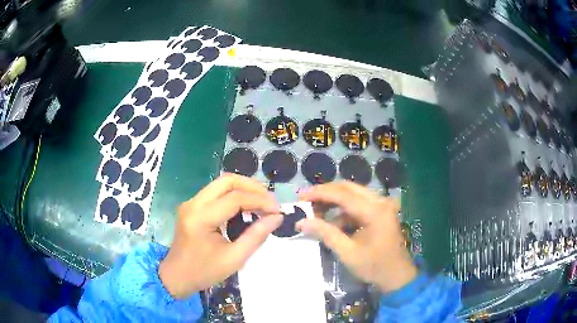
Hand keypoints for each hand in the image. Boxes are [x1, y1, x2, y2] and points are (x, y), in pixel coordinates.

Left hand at [159, 173, 282, 298]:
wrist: (177, 276)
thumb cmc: (204, 272)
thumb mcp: (234, 259)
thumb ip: (256, 236)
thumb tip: (277, 217)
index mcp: (201, 218)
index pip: (235, 198)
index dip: (260, 200)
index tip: (278, 210)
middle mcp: (193, 204)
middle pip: (227, 181)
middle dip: (252, 187)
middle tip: (270, 201)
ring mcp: (191, 203)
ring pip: (221, 183)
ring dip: (244, 188)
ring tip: (262, 202)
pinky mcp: (192, 206)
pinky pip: (216, 192)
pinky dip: (234, 194)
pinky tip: (246, 206)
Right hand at [296, 182, 416, 292]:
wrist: (397, 276)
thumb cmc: (374, 267)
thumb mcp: (347, 252)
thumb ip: (325, 233)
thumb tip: (301, 222)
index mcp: (374, 211)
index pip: (343, 194)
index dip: (320, 193)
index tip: (300, 196)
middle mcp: (380, 201)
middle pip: (348, 188)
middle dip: (325, 193)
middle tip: (306, 200)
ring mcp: (382, 205)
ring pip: (353, 194)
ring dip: (334, 201)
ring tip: (315, 211)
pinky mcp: (381, 211)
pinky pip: (358, 204)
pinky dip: (343, 210)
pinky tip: (332, 221)